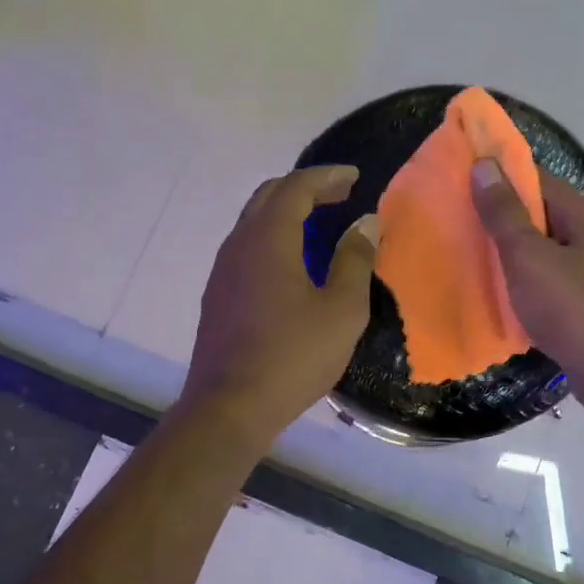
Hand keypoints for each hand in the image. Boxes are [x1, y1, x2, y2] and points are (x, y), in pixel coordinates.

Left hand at [182, 166, 380, 444]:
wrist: (230, 406)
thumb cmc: (293, 356)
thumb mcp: (341, 310)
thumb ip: (355, 260)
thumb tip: (366, 223)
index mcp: (268, 240)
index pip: (295, 187)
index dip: (326, 177)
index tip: (353, 177)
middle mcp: (239, 245)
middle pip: (268, 196)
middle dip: (305, 187)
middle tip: (338, 194)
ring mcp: (223, 271)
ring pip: (253, 221)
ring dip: (286, 212)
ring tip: (319, 223)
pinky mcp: (217, 295)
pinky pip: (247, 247)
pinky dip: (273, 236)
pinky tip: (292, 261)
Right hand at [471, 160, 583, 422]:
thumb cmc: (571, 306)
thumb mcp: (529, 255)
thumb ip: (505, 213)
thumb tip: (484, 165)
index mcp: (579, 215)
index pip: (534, 179)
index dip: (497, 176)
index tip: (457, 178)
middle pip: (534, 215)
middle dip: (494, 216)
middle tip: (449, 217)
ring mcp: (582, 273)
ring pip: (533, 252)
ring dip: (501, 253)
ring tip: (458, 251)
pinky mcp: (574, 304)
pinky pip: (537, 283)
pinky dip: (513, 283)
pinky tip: (484, 291)